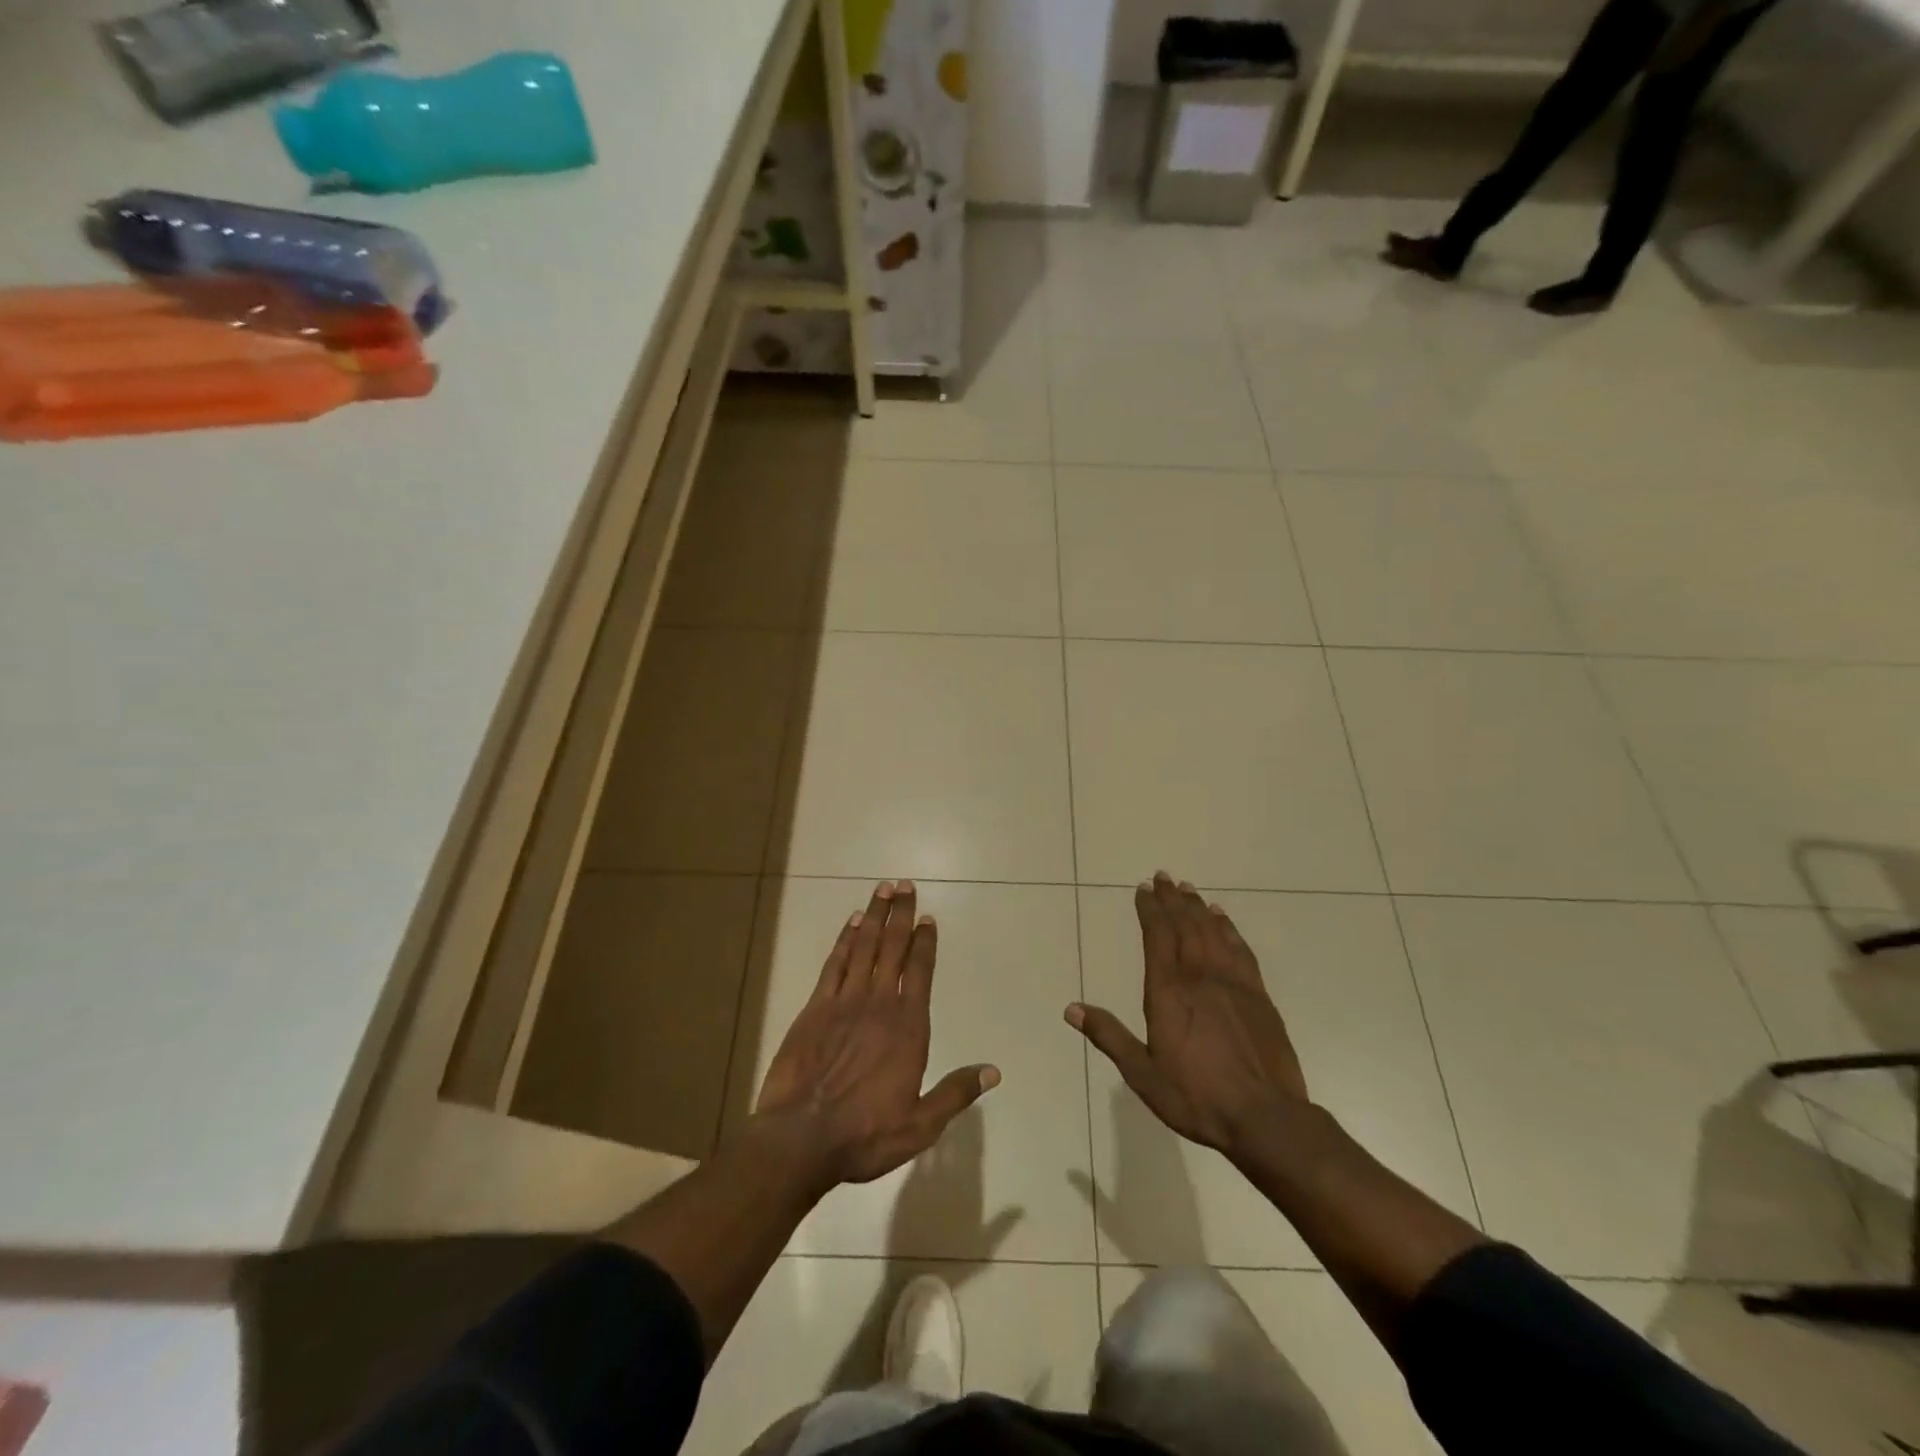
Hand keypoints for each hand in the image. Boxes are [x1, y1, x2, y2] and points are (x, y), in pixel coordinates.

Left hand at [755, 880, 999, 1188]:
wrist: (800, 1138)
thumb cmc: (865, 1133)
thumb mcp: (921, 1124)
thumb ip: (956, 1093)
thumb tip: (993, 1071)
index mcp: (908, 1027)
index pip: (920, 972)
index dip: (925, 942)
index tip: (928, 918)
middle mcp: (878, 1004)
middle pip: (893, 948)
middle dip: (901, 915)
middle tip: (905, 885)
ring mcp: (844, 1002)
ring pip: (864, 947)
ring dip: (875, 917)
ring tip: (883, 890)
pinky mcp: (815, 1008)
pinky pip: (834, 964)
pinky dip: (844, 940)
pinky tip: (852, 923)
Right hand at [1067, 872, 1306, 1156]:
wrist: (1266, 1118)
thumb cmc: (1198, 1097)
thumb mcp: (1143, 1074)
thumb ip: (1109, 1036)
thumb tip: (1071, 1009)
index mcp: (1168, 991)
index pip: (1157, 936)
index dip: (1149, 909)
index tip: (1143, 889)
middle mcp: (1200, 976)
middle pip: (1185, 925)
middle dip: (1172, 899)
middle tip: (1163, 877)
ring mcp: (1233, 982)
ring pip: (1212, 932)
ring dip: (1198, 907)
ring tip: (1188, 888)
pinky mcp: (1259, 995)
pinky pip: (1240, 949)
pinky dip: (1229, 928)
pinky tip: (1223, 918)